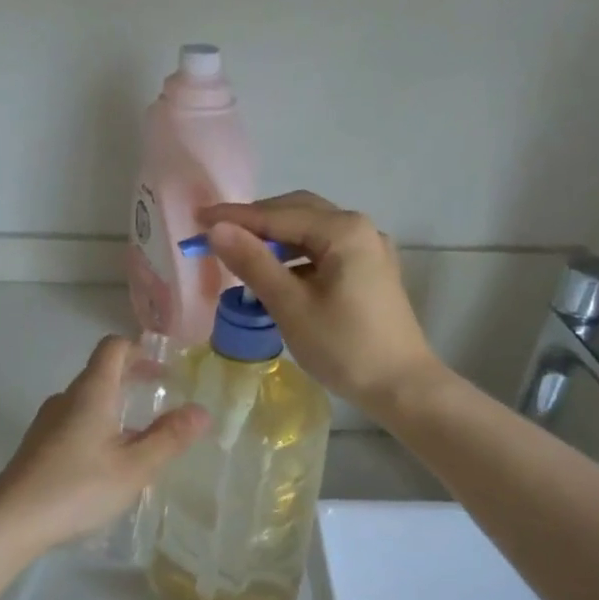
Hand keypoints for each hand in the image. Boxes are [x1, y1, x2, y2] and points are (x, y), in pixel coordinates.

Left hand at [0, 336, 208, 554]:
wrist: (11, 521)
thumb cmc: (78, 488)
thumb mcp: (134, 467)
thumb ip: (169, 438)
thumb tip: (201, 411)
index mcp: (91, 393)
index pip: (113, 348)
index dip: (139, 350)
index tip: (164, 368)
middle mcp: (66, 399)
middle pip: (100, 373)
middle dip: (132, 379)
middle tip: (161, 398)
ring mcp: (47, 422)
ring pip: (87, 401)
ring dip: (115, 407)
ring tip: (139, 435)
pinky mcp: (37, 446)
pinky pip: (74, 423)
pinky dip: (97, 427)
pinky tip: (107, 462)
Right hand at [199, 192, 446, 413]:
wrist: (401, 386)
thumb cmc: (344, 347)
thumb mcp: (291, 306)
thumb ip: (253, 263)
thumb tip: (217, 230)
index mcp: (343, 230)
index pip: (278, 214)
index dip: (235, 217)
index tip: (197, 220)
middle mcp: (360, 228)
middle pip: (298, 212)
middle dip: (255, 222)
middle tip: (216, 235)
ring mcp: (369, 249)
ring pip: (311, 232)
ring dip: (275, 240)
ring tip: (239, 254)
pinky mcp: (369, 271)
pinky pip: (323, 251)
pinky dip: (295, 256)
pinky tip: (275, 274)